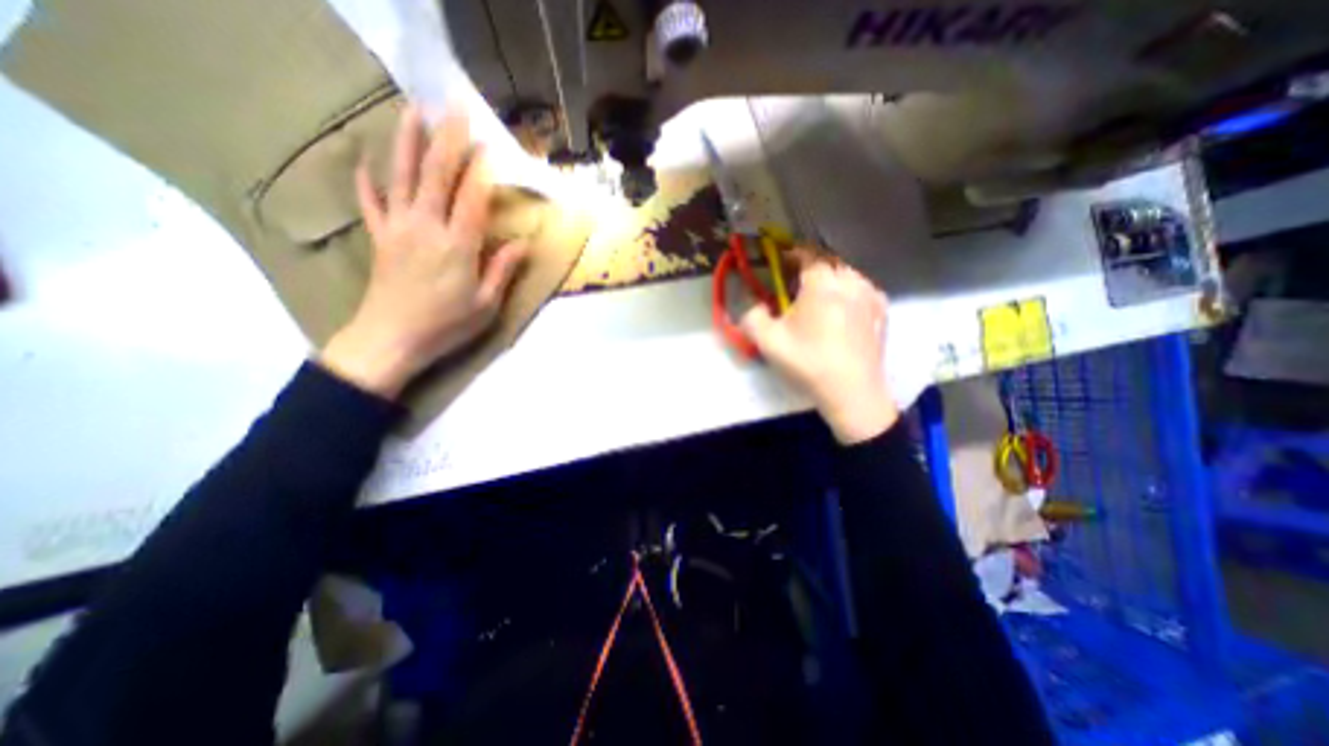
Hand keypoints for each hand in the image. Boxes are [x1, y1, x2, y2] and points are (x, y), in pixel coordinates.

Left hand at [320, 105, 529, 399]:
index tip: (489, 143)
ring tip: (411, 111)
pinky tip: (365, 161)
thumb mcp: (486, 304)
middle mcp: (427, 228)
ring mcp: (399, 229)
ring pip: (402, 177)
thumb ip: (502, 269)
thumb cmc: (446, 325)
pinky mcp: (381, 238)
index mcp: (458, 246)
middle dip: (447, 140)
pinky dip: (367, 181)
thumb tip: (523, 243)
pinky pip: (371, 203)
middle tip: (454, 108)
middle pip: (437, 175)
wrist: (391, 340)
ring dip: (407, 142)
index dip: (481, 169)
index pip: (472, 198)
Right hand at [744, 247, 897, 441]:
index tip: (781, 260)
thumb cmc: (808, 363)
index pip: (807, 254)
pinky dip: (850, 291)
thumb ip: (752, 317)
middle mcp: (850, 282)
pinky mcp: (882, 313)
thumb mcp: (768, 342)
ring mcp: (870, 296)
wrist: (852, 392)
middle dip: (811, 266)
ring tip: (819, 295)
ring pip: (848, 274)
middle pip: (829, 262)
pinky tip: (843, 308)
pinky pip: (863, 290)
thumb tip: (755, 307)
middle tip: (796, 282)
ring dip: (831, 277)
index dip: (792, 254)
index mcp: (822, 284)